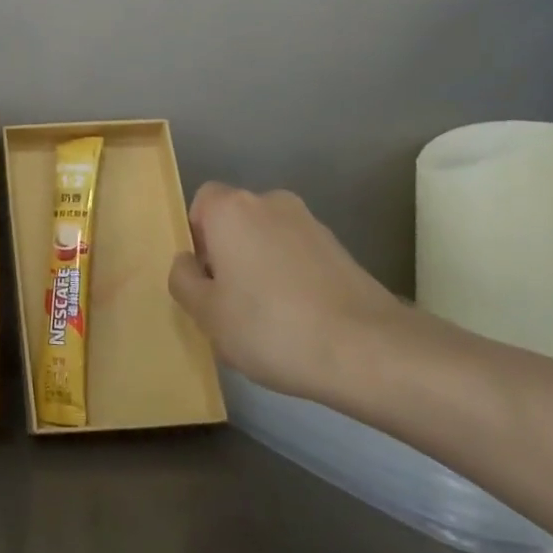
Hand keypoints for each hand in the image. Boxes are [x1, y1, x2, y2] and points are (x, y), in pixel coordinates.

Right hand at [168, 182, 401, 401]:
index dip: (197, 237)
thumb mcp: (206, 314)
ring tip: (268, 318)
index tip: (205, 277)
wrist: (369, 351)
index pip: (202, 202)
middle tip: (230, 301)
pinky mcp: (342, 250)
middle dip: (229, 253)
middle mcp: (271, 202)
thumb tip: (188, 263)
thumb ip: (183, 280)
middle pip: (236, 220)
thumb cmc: (270, 326)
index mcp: (232, 208)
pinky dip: (293, 278)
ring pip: (269, 239)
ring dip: (261, 266)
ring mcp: (312, 224)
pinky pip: (299, 256)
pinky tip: (300, 320)